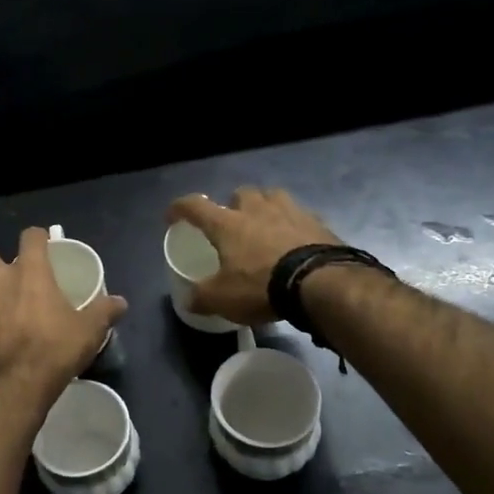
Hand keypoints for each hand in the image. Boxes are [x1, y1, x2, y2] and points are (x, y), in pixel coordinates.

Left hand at [0, 228, 127, 394]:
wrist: (15, 388)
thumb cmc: (55, 350)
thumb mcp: (89, 330)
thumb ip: (104, 311)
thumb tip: (120, 302)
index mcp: (29, 272)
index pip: (30, 237)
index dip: (38, 238)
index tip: (45, 245)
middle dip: (0, 265)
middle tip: (16, 280)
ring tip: (1, 309)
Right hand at [166, 188, 340, 324]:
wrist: (321, 283)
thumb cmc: (262, 286)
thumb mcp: (223, 299)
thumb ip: (201, 297)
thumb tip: (188, 300)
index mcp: (228, 224)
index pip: (195, 206)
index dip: (180, 208)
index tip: (172, 216)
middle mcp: (257, 209)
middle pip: (241, 194)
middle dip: (234, 205)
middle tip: (233, 223)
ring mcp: (291, 212)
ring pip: (273, 197)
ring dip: (265, 207)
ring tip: (265, 226)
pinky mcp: (318, 222)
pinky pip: (300, 216)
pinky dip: (293, 225)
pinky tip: (295, 242)